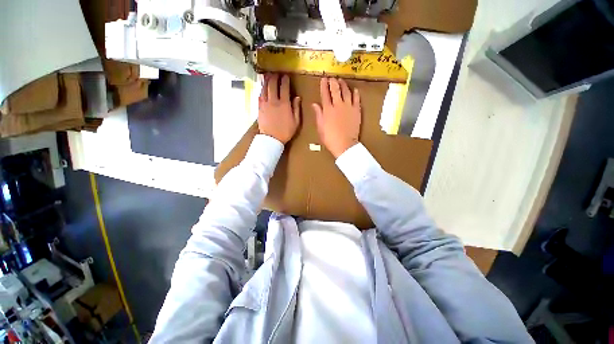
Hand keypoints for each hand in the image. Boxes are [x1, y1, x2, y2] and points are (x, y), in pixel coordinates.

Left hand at [258, 74, 300, 143]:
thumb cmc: (286, 131)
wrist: (272, 139)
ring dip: (267, 80)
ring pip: (264, 88)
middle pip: (272, 84)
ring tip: (268, 75)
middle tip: (276, 73)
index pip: (284, 87)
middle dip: (274, 76)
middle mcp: (274, 101)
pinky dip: (261, 89)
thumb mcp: (296, 122)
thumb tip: (297, 97)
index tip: (286, 75)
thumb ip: (296, 108)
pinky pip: (260, 95)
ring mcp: (265, 103)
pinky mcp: (259, 107)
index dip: (285, 80)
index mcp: (284, 104)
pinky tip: (263, 87)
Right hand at [312, 78, 360, 157]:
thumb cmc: (330, 138)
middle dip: (333, 82)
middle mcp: (338, 105)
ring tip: (341, 80)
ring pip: (346, 91)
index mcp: (328, 109)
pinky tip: (354, 89)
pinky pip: (357, 98)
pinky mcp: (356, 110)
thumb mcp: (320, 127)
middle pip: (335, 89)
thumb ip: (318, 114)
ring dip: (343, 84)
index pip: (325, 94)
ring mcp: (348, 107)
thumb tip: (314, 104)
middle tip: (332, 77)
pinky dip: (355, 93)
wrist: (345, 144)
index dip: (323, 85)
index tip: (323, 79)